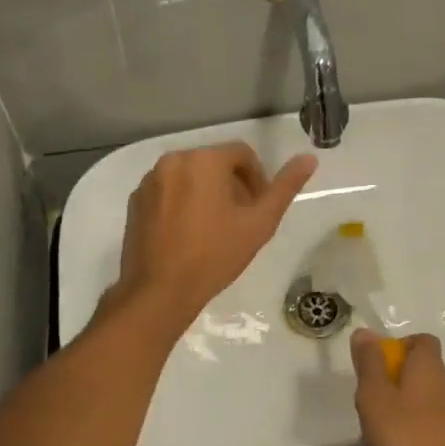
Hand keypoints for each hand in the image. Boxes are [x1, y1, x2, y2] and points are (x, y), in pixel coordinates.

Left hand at [112, 142, 316, 324]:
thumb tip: (309, 158)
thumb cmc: (215, 255)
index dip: (257, 179)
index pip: (242, 154)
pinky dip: (182, 202)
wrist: (159, 291)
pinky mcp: (135, 201)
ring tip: (214, 229)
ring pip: (190, 176)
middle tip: (240, 221)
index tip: (258, 208)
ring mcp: (150, 180)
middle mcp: (173, 160)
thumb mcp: (260, 223)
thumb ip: (285, 187)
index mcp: (204, 160)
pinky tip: (188, 234)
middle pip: (214, 163)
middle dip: (232, 186)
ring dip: (206, 193)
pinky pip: (168, 191)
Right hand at [351, 330, 444, 445]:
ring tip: (378, 442)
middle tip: (370, 408)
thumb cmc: (411, 439)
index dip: (399, 347)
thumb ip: (369, 365)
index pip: (422, 341)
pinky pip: (432, 433)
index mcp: (429, 368)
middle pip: (420, 374)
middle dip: (394, 387)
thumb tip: (365, 332)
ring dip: (402, 417)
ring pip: (424, 406)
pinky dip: (414, 442)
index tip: (377, 366)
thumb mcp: (376, 398)